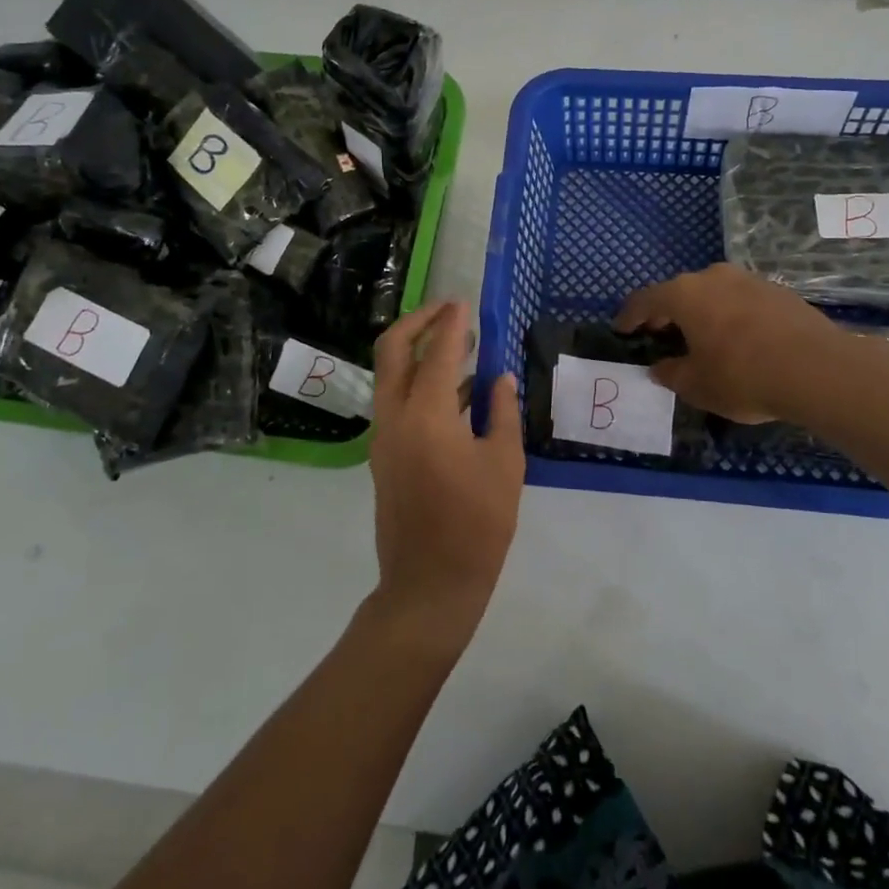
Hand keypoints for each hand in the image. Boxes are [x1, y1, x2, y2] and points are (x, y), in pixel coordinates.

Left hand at [367, 301, 523, 647]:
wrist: (429, 585)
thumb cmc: (477, 525)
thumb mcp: (505, 464)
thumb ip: (502, 413)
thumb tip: (500, 379)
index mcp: (427, 416)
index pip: (437, 352)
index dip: (452, 324)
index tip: (465, 303)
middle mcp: (395, 417)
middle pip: (392, 351)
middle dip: (417, 322)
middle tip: (448, 311)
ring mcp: (384, 437)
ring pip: (390, 376)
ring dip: (418, 352)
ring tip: (459, 346)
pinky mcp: (384, 456)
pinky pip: (397, 403)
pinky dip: (418, 384)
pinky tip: (456, 392)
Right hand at [616, 263, 860, 422]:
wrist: (817, 369)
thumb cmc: (743, 376)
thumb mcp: (697, 385)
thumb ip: (672, 373)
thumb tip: (660, 367)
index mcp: (685, 294)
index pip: (645, 300)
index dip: (629, 315)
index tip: (621, 328)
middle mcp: (714, 277)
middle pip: (680, 292)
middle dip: (667, 313)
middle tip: (660, 333)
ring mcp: (749, 280)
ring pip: (714, 293)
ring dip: (702, 312)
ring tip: (701, 337)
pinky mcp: (778, 291)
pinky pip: (742, 300)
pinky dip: (731, 315)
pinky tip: (739, 340)